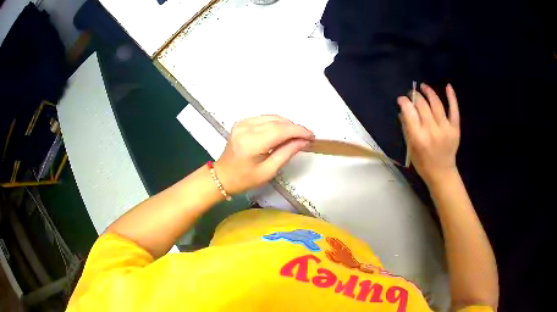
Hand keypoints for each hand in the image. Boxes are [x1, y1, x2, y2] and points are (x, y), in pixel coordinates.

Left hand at [215, 115, 313, 194]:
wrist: (222, 176)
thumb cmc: (244, 179)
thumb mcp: (268, 171)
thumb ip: (286, 153)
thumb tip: (304, 141)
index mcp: (251, 143)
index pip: (280, 130)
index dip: (298, 131)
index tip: (312, 136)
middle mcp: (246, 128)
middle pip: (277, 122)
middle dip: (295, 128)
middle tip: (306, 138)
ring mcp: (242, 123)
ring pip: (272, 117)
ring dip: (287, 125)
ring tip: (296, 136)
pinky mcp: (242, 122)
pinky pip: (265, 118)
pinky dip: (277, 123)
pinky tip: (282, 132)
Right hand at [398, 83, 459, 184]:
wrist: (442, 173)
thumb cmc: (423, 163)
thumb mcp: (410, 148)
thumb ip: (406, 128)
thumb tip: (403, 111)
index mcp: (418, 137)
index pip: (409, 111)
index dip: (404, 101)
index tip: (401, 99)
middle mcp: (431, 130)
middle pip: (422, 105)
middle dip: (415, 96)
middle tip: (412, 94)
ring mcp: (445, 128)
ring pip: (436, 104)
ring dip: (429, 92)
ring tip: (423, 87)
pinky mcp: (455, 129)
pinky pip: (454, 110)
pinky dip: (452, 97)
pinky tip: (448, 86)